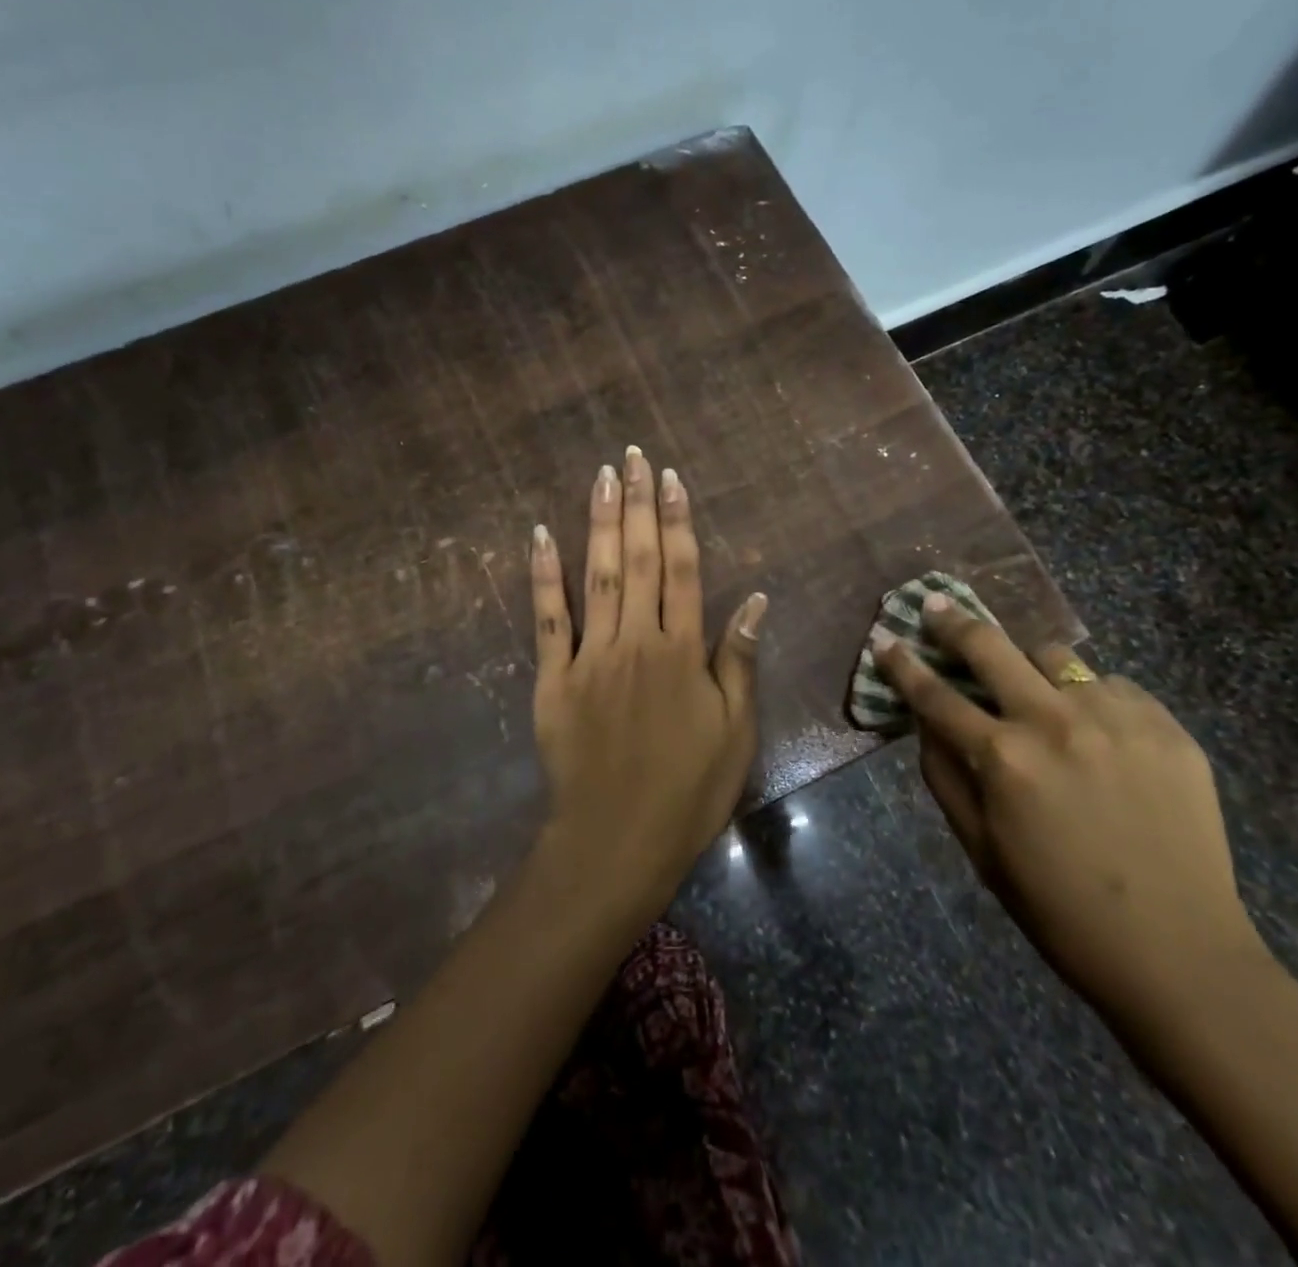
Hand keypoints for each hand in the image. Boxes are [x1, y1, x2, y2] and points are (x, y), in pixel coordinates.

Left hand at [529, 447, 766, 922]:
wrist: (618, 840)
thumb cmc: (688, 789)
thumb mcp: (735, 731)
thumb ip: (739, 660)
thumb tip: (756, 598)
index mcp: (682, 652)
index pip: (683, 570)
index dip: (678, 521)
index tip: (672, 479)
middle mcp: (637, 641)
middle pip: (638, 560)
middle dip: (638, 504)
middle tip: (634, 456)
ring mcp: (590, 657)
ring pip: (596, 577)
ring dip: (598, 523)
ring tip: (602, 476)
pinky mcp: (553, 679)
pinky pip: (547, 620)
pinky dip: (544, 577)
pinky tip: (541, 536)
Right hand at [876, 597, 1269, 1030]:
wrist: (1178, 952)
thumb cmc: (1059, 909)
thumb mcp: (980, 849)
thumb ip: (944, 776)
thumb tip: (926, 722)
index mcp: (1003, 759)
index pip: (935, 695)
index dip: (902, 664)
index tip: (885, 639)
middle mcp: (1055, 722)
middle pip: (990, 647)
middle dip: (953, 622)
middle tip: (937, 606)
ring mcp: (1116, 718)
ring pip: (1056, 658)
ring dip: (1032, 668)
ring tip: (1036, 692)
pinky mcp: (1166, 726)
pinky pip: (1113, 687)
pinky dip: (1092, 699)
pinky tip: (1099, 733)